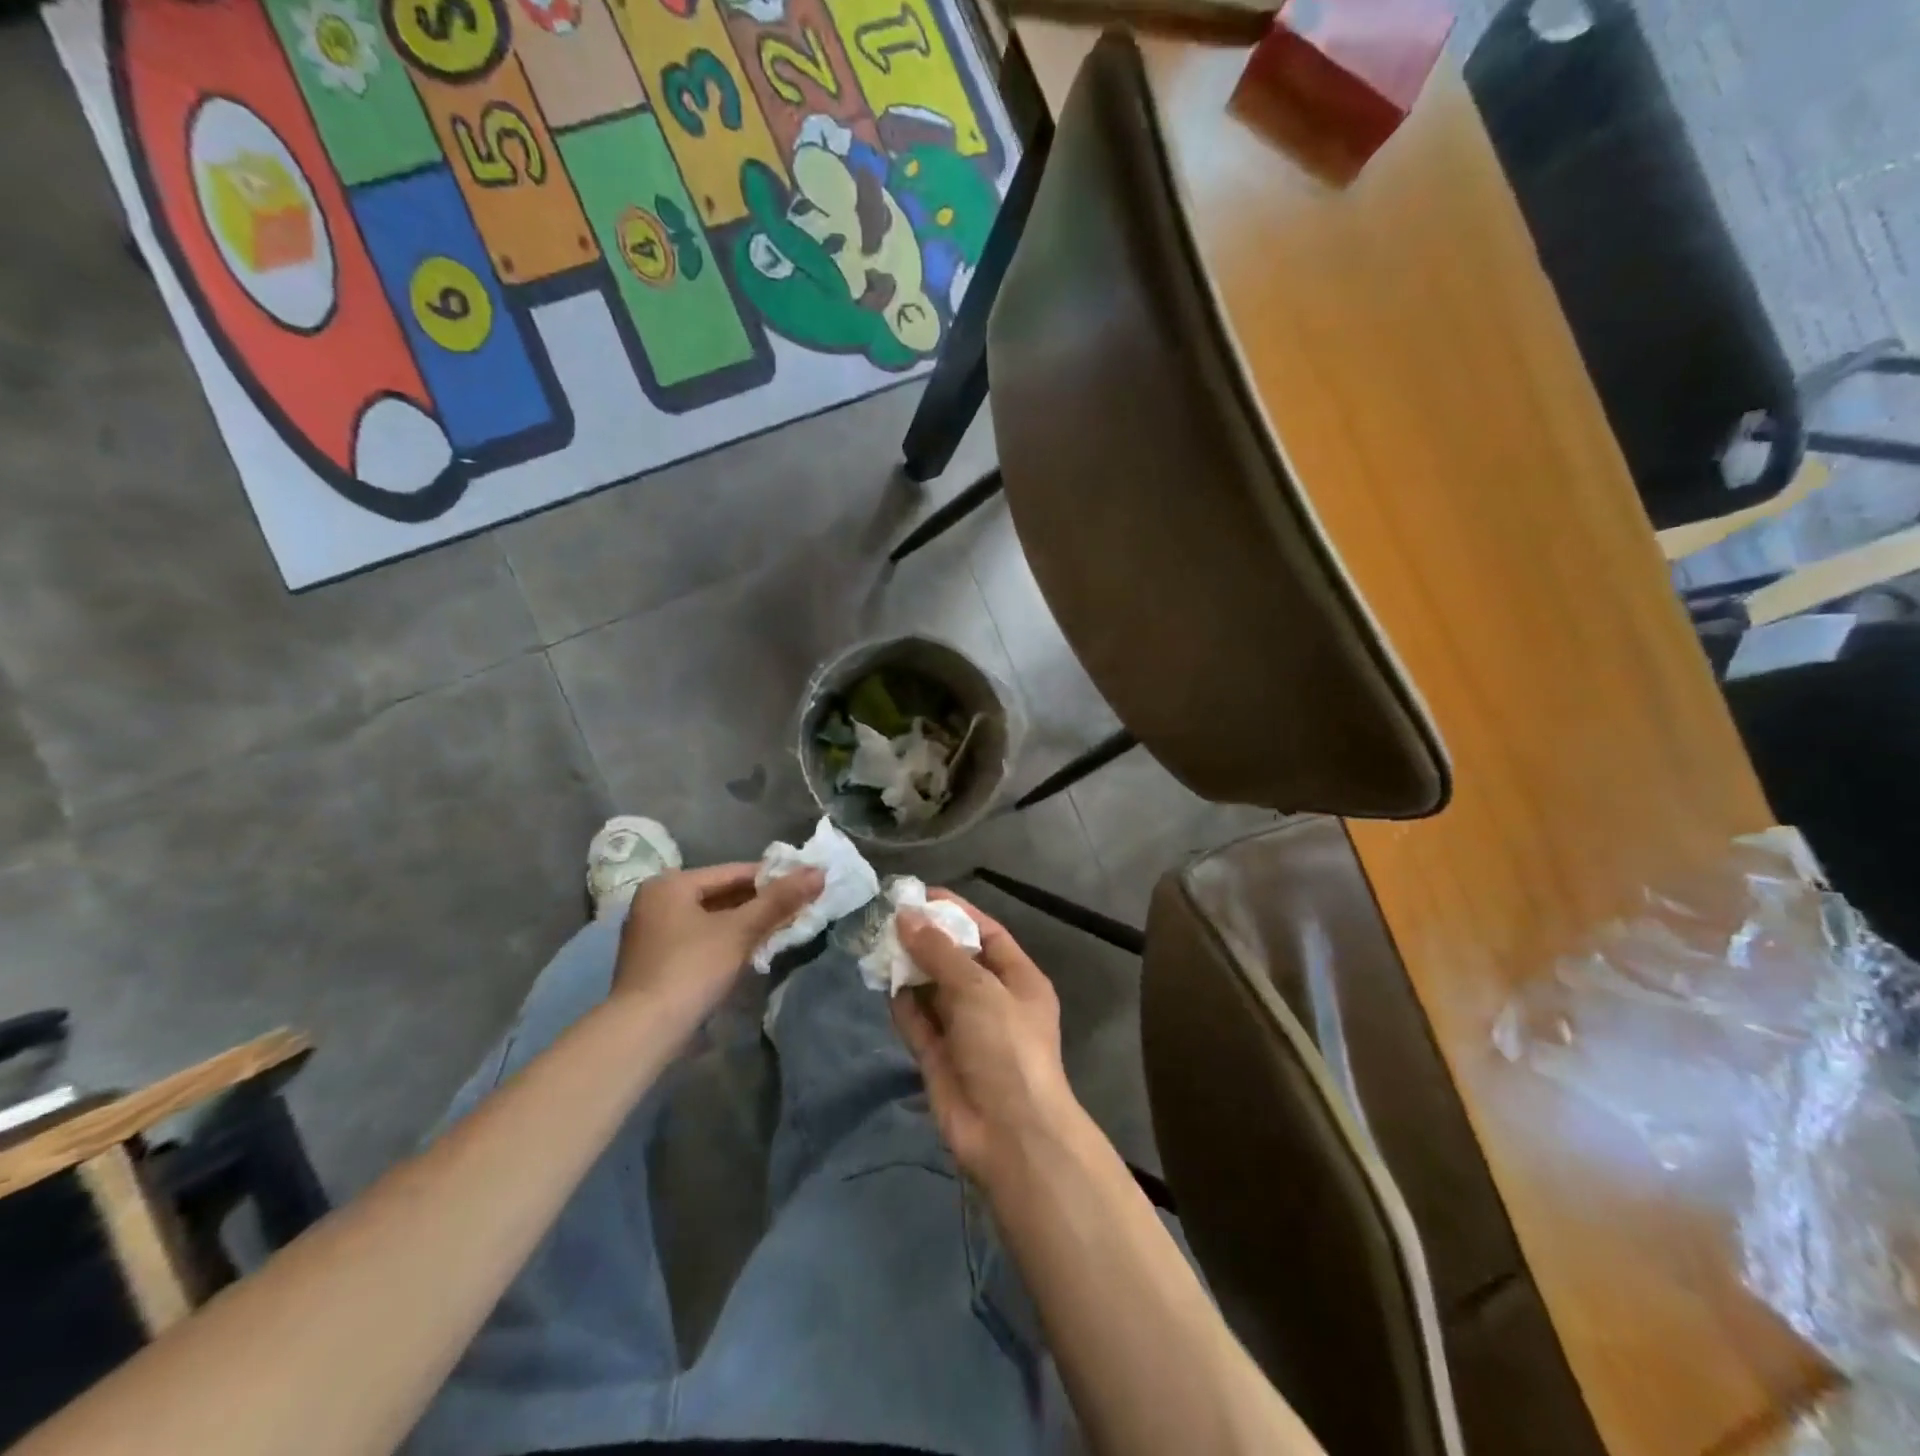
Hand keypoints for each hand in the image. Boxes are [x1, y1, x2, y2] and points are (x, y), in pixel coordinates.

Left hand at [613, 864, 824, 1028]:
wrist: (642, 1032)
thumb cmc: (691, 969)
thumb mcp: (740, 931)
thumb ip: (779, 901)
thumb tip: (819, 872)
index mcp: (670, 884)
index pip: (734, 872)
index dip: (773, 878)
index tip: (805, 885)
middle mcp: (656, 901)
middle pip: (722, 895)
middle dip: (760, 904)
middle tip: (799, 908)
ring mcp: (652, 933)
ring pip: (712, 919)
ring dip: (746, 924)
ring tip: (783, 929)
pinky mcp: (656, 961)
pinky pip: (701, 939)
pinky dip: (727, 941)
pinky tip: (753, 952)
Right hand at [891, 890, 1088, 1187]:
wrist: (1010, 1136)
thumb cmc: (1006, 1047)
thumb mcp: (978, 989)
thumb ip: (940, 952)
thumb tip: (906, 916)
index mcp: (1018, 979)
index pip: (986, 933)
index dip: (955, 912)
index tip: (919, 895)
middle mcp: (993, 1001)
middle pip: (956, 960)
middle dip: (925, 940)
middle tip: (887, 919)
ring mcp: (966, 1031)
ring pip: (933, 990)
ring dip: (909, 970)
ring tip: (877, 944)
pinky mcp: (940, 1058)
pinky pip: (919, 1022)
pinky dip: (902, 1004)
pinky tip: (882, 983)